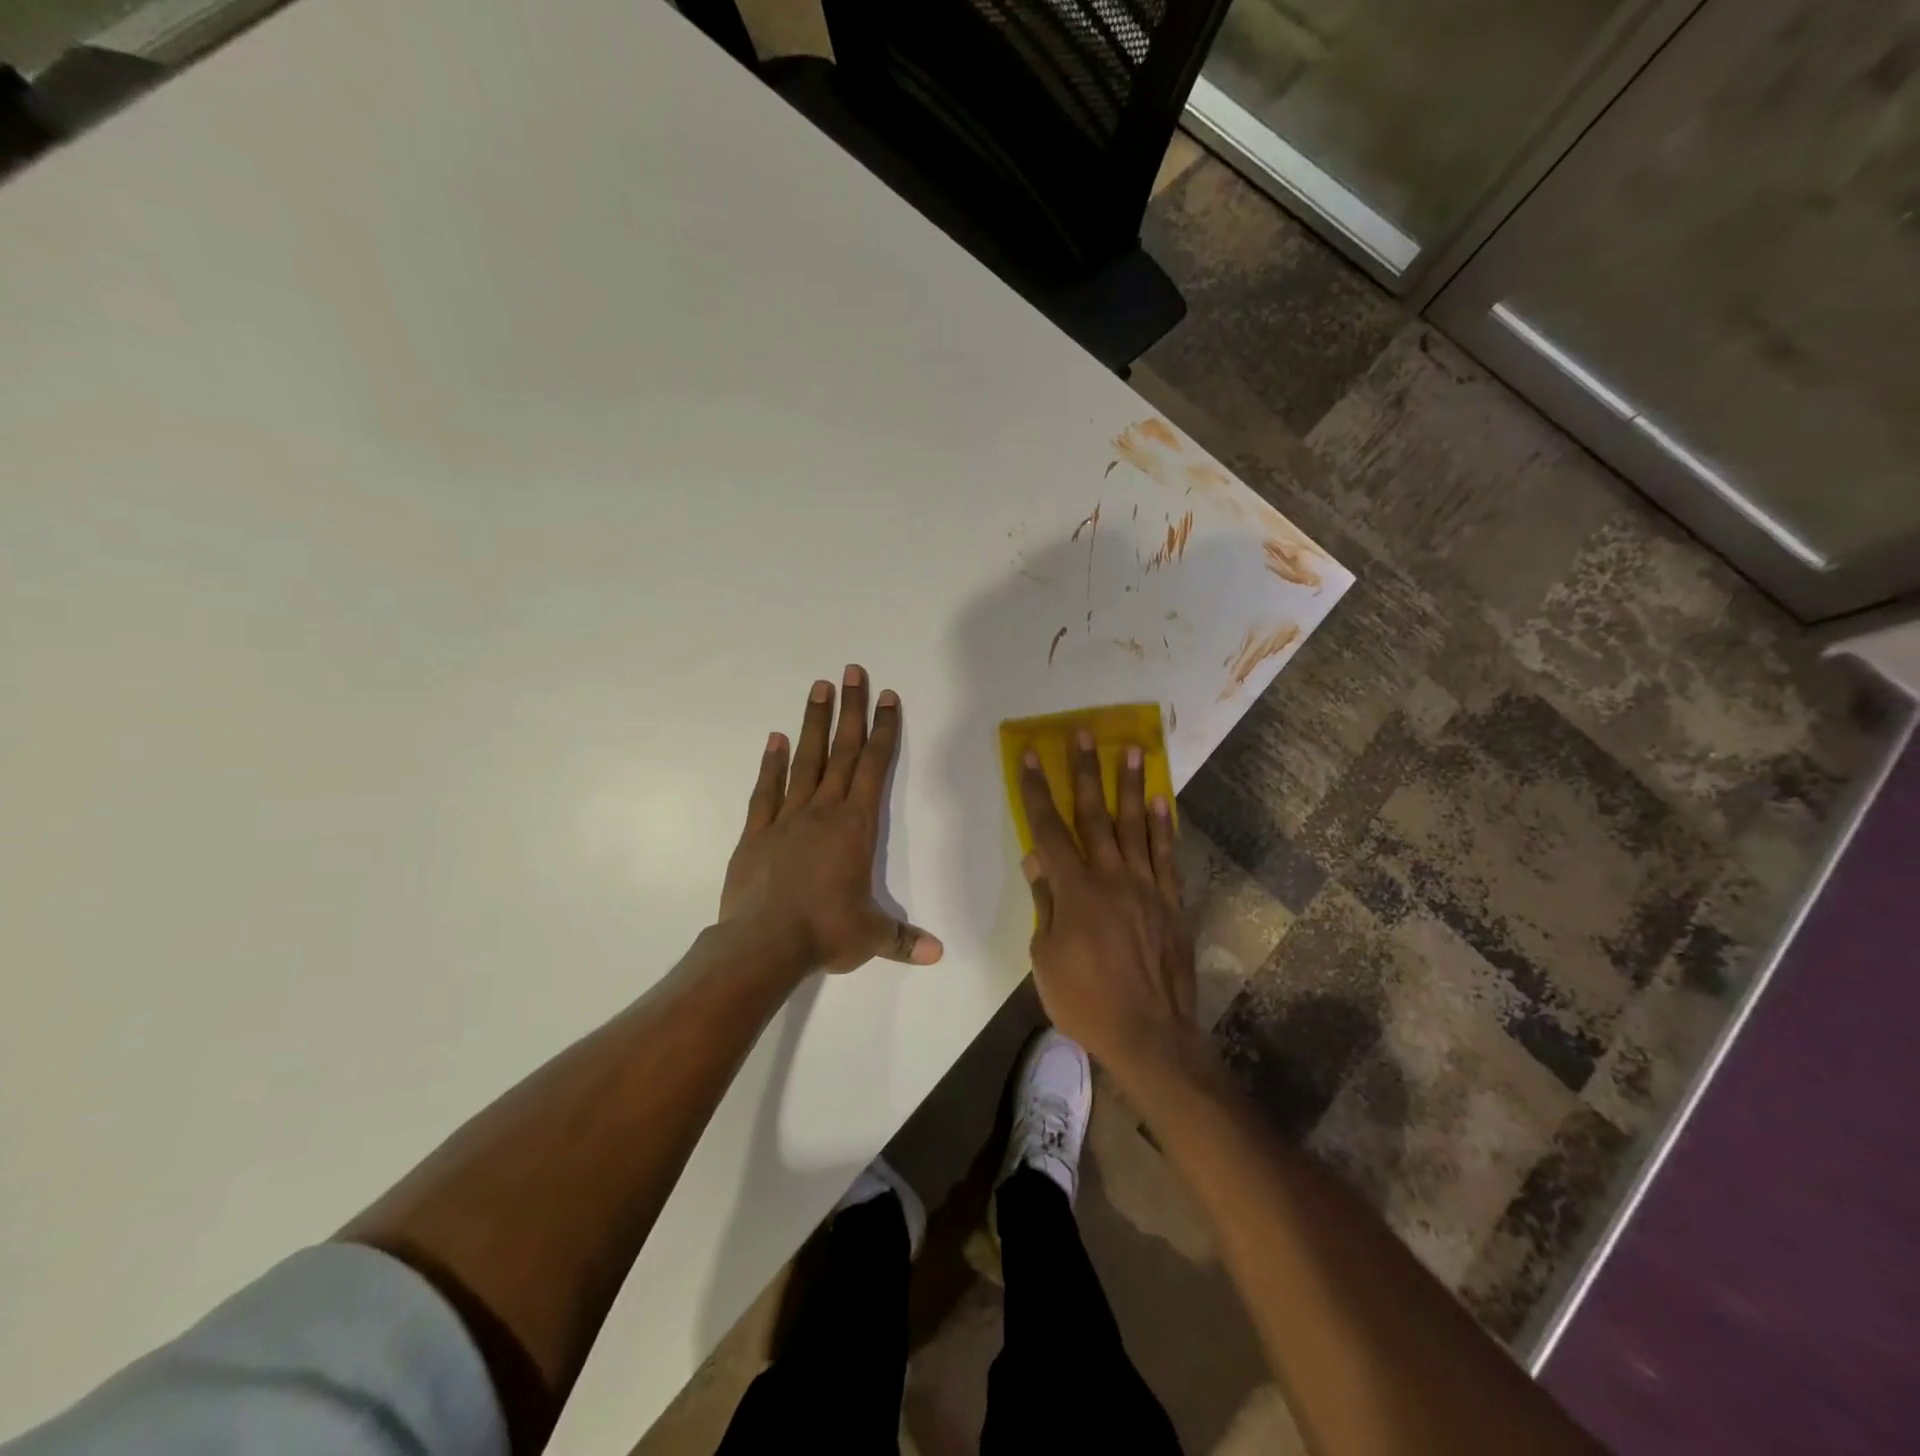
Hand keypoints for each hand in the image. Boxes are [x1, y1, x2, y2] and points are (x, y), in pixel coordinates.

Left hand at [719, 666, 942, 974]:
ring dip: (814, 723)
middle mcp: (824, 811)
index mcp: (856, 826)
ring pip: (805, 761)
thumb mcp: (871, 938)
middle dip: (851, 710)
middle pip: (842, 751)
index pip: (875, 767)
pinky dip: (771, 763)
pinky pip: (766, 790)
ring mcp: (787, 817)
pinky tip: (775, 739)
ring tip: (818, 687)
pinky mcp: (757, 832)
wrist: (763, 944)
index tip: (888, 698)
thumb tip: (939, 955)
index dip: (885, 731)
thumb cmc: (825, 933)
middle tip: (852, 671)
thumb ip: (904, 939)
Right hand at [1018, 731, 1195, 1072]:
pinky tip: (1162, 798)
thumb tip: (1036, 859)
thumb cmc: (1085, 1000)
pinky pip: (1167, 854)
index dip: (1036, 790)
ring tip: (1132, 747)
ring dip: (1131, 784)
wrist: (1150, 1034)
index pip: (1048, 829)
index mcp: (1075, 889)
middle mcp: (1111, 876)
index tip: (1030, 756)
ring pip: (1136, 824)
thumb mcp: (1046, 957)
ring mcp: (1146, 886)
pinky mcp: (1171, 900)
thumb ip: (1044, 902)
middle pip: (1094, 814)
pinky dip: (1165, 824)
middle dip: (1085, 771)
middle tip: (1084, 733)